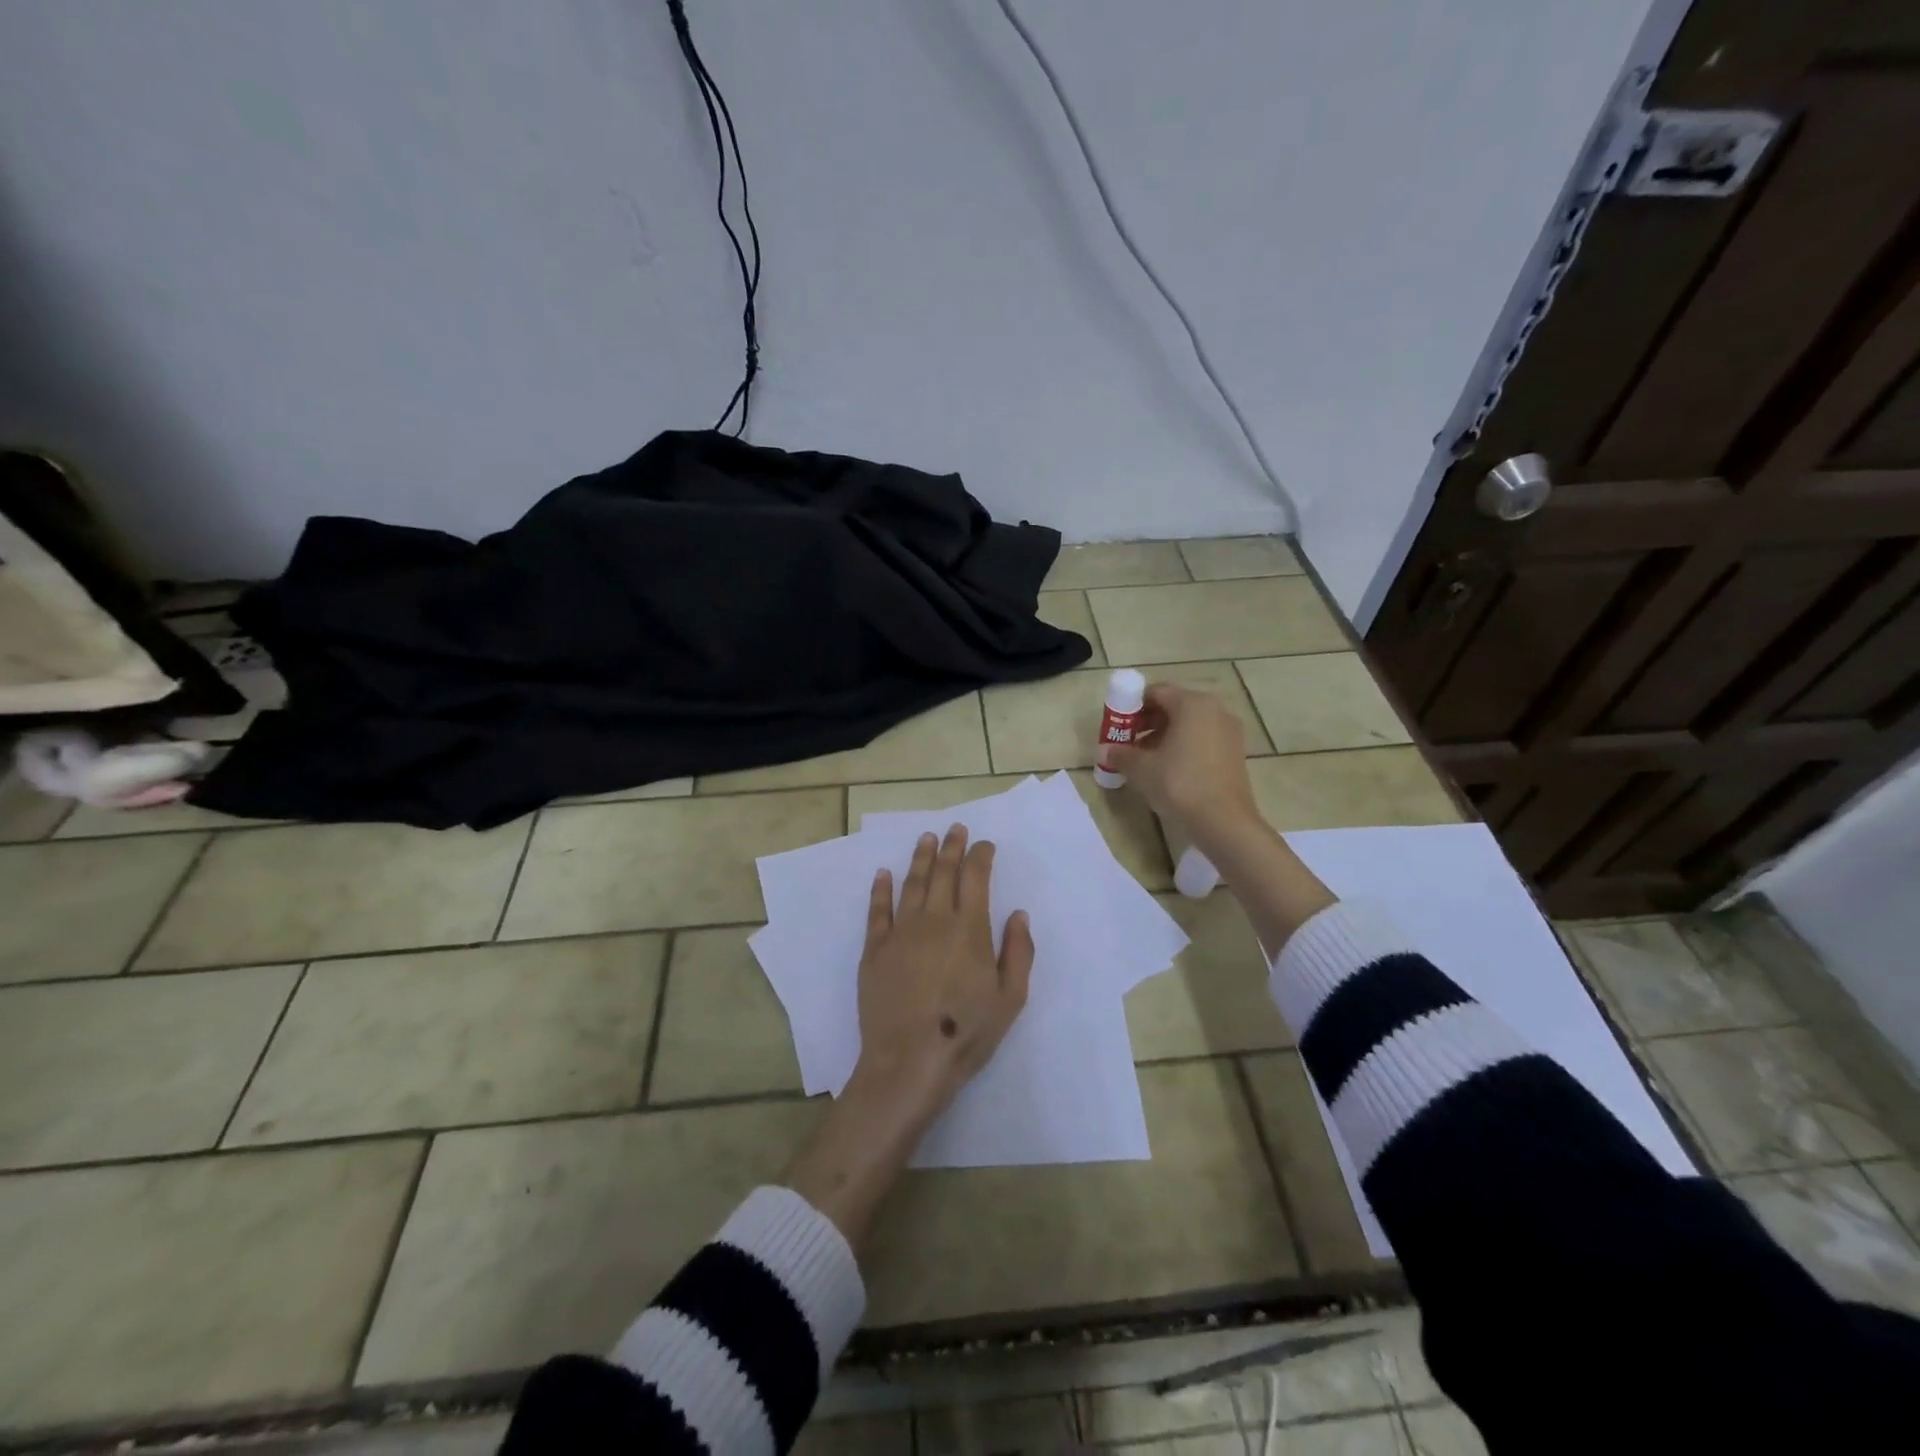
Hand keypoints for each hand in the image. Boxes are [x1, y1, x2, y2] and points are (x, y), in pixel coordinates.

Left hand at [855, 824, 1033, 1115]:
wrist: (909, 1061)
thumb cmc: (967, 1032)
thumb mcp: (1011, 998)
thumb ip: (1019, 952)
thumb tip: (1018, 914)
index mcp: (969, 928)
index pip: (976, 877)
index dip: (981, 855)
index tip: (985, 845)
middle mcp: (934, 919)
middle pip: (943, 872)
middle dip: (951, 847)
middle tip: (955, 828)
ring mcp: (900, 932)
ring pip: (912, 884)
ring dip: (920, 858)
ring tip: (926, 838)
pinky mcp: (874, 949)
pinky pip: (877, 910)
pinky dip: (881, 889)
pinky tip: (884, 874)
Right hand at [1107, 683, 1260, 842]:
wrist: (1224, 822)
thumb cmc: (1180, 784)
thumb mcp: (1142, 769)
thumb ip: (1121, 754)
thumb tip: (1106, 751)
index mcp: (1192, 704)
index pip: (1156, 692)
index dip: (1132, 707)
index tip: (1118, 726)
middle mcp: (1215, 709)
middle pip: (1174, 705)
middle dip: (1148, 721)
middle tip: (1128, 742)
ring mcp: (1229, 730)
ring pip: (1189, 723)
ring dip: (1164, 734)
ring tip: (1145, 758)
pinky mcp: (1235, 751)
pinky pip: (1203, 737)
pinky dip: (1183, 745)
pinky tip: (1169, 768)